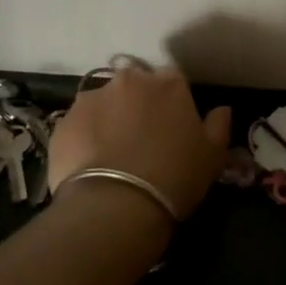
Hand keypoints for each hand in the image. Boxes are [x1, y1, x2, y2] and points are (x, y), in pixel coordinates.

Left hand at [47, 65, 231, 217]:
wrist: (115, 205)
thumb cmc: (174, 176)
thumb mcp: (212, 156)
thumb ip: (218, 125)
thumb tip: (221, 110)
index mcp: (169, 83)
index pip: (173, 80)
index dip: (173, 102)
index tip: (172, 124)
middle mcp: (129, 80)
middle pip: (134, 85)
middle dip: (137, 104)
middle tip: (140, 138)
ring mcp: (91, 98)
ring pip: (103, 103)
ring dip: (108, 118)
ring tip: (111, 154)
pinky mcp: (64, 122)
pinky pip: (78, 125)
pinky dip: (84, 137)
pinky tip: (90, 164)